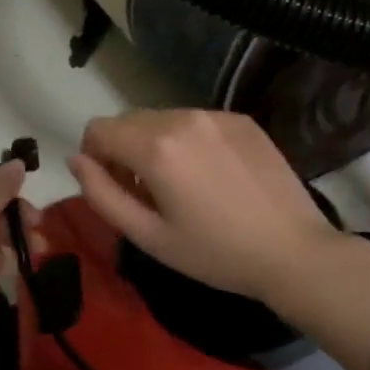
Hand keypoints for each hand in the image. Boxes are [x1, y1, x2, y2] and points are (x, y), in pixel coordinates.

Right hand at [67, 109, 342, 303]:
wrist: (293, 251)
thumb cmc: (215, 253)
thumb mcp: (148, 236)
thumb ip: (101, 194)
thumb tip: (76, 160)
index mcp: (156, 147)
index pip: (98, 129)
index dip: (94, 158)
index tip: (114, 188)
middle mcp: (184, 118)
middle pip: (129, 121)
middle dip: (123, 150)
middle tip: (145, 193)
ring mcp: (217, 115)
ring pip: (163, 119)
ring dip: (156, 144)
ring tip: (182, 186)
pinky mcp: (242, 120)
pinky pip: (197, 122)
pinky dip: (189, 141)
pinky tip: (212, 176)